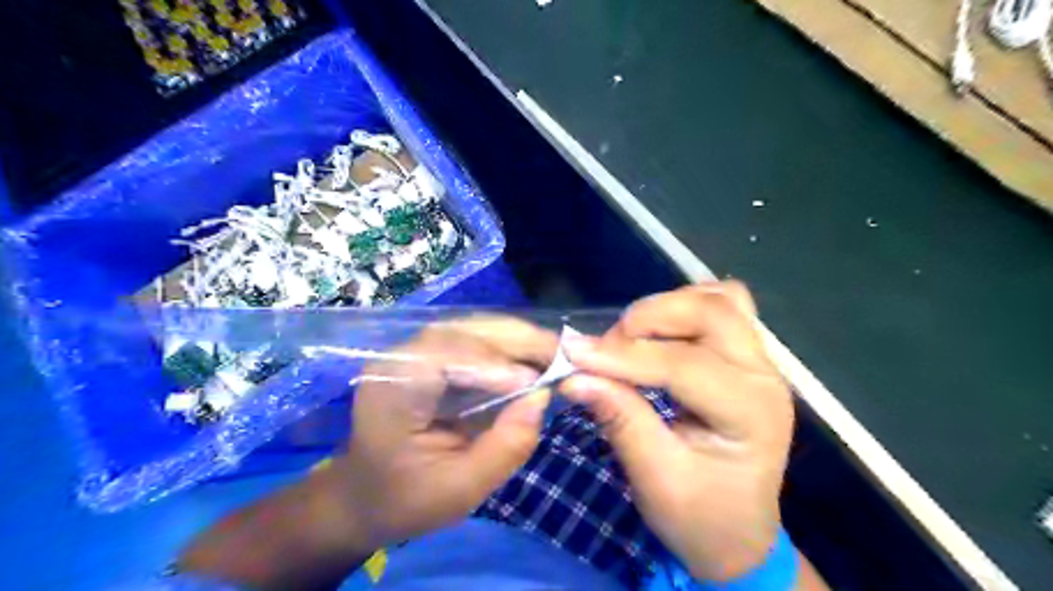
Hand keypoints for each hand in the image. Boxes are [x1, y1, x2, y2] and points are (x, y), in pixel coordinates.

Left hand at [333, 316, 558, 552]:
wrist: (364, 496)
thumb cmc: (404, 499)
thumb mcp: (459, 491)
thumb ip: (504, 448)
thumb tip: (542, 398)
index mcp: (392, 388)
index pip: (443, 355)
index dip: (492, 363)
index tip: (535, 384)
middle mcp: (399, 358)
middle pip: (462, 330)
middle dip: (516, 339)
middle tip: (564, 353)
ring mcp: (413, 352)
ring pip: (472, 328)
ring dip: (517, 338)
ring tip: (555, 353)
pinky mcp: (430, 356)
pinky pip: (474, 340)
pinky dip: (508, 346)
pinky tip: (533, 358)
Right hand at [563, 281, 793, 581]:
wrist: (736, 534)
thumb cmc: (699, 517)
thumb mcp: (656, 480)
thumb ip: (619, 420)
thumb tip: (575, 377)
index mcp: (751, 414)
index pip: (684, 365)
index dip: (624, 357)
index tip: (573, 354)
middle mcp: (764, 376)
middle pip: (711, 312)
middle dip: (649, 318)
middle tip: (607, 346)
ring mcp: (759, 361)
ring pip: (718, 299)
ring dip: (667, 308)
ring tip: (630, 338)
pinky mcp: (745, 356)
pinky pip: (721, 306)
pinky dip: (683, 307)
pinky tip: (659, 332)